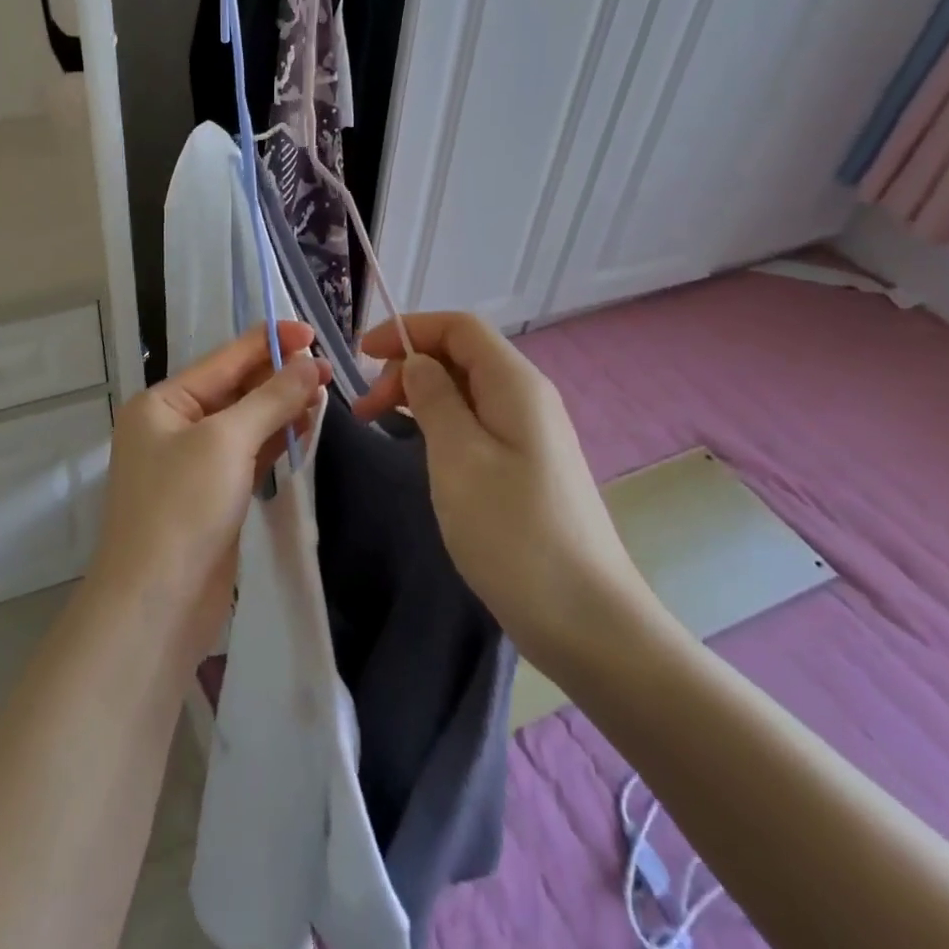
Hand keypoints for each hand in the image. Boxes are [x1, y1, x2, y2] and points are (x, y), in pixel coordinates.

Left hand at [90, 322, 329, 667]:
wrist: (156, 604)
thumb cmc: (182, 508)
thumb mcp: (226, 442)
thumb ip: (270, 399)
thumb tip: (310, 365)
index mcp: (162, 403)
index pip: (223, 360)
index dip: (267, 343)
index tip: (312, 332)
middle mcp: (172, 426)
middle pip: (234, 389)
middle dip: (278, 377)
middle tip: (327, 369)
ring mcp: (192, 462)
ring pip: (244, 422)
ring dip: (280, 407)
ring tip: (324, 393)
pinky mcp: (212, 494)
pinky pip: (247, 453)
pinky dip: (275, 439)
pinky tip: (305, 426)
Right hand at [353, 312, 655, 674]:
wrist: (587, 621)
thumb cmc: (514, 533)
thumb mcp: (459, 457)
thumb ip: (434, 398)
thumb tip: (417, 363)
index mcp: (515, 384)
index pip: (459, 327)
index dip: (408, 329)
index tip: (361, 355)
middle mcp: (527, 398)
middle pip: (461, 355)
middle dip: (407, 366)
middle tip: (365, 409)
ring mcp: (530, 434)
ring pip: (466, 390)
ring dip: (419, 396)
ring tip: (380, 425)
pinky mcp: (527, 466)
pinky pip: (476, 422)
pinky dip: (439, 422)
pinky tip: (420, 448)